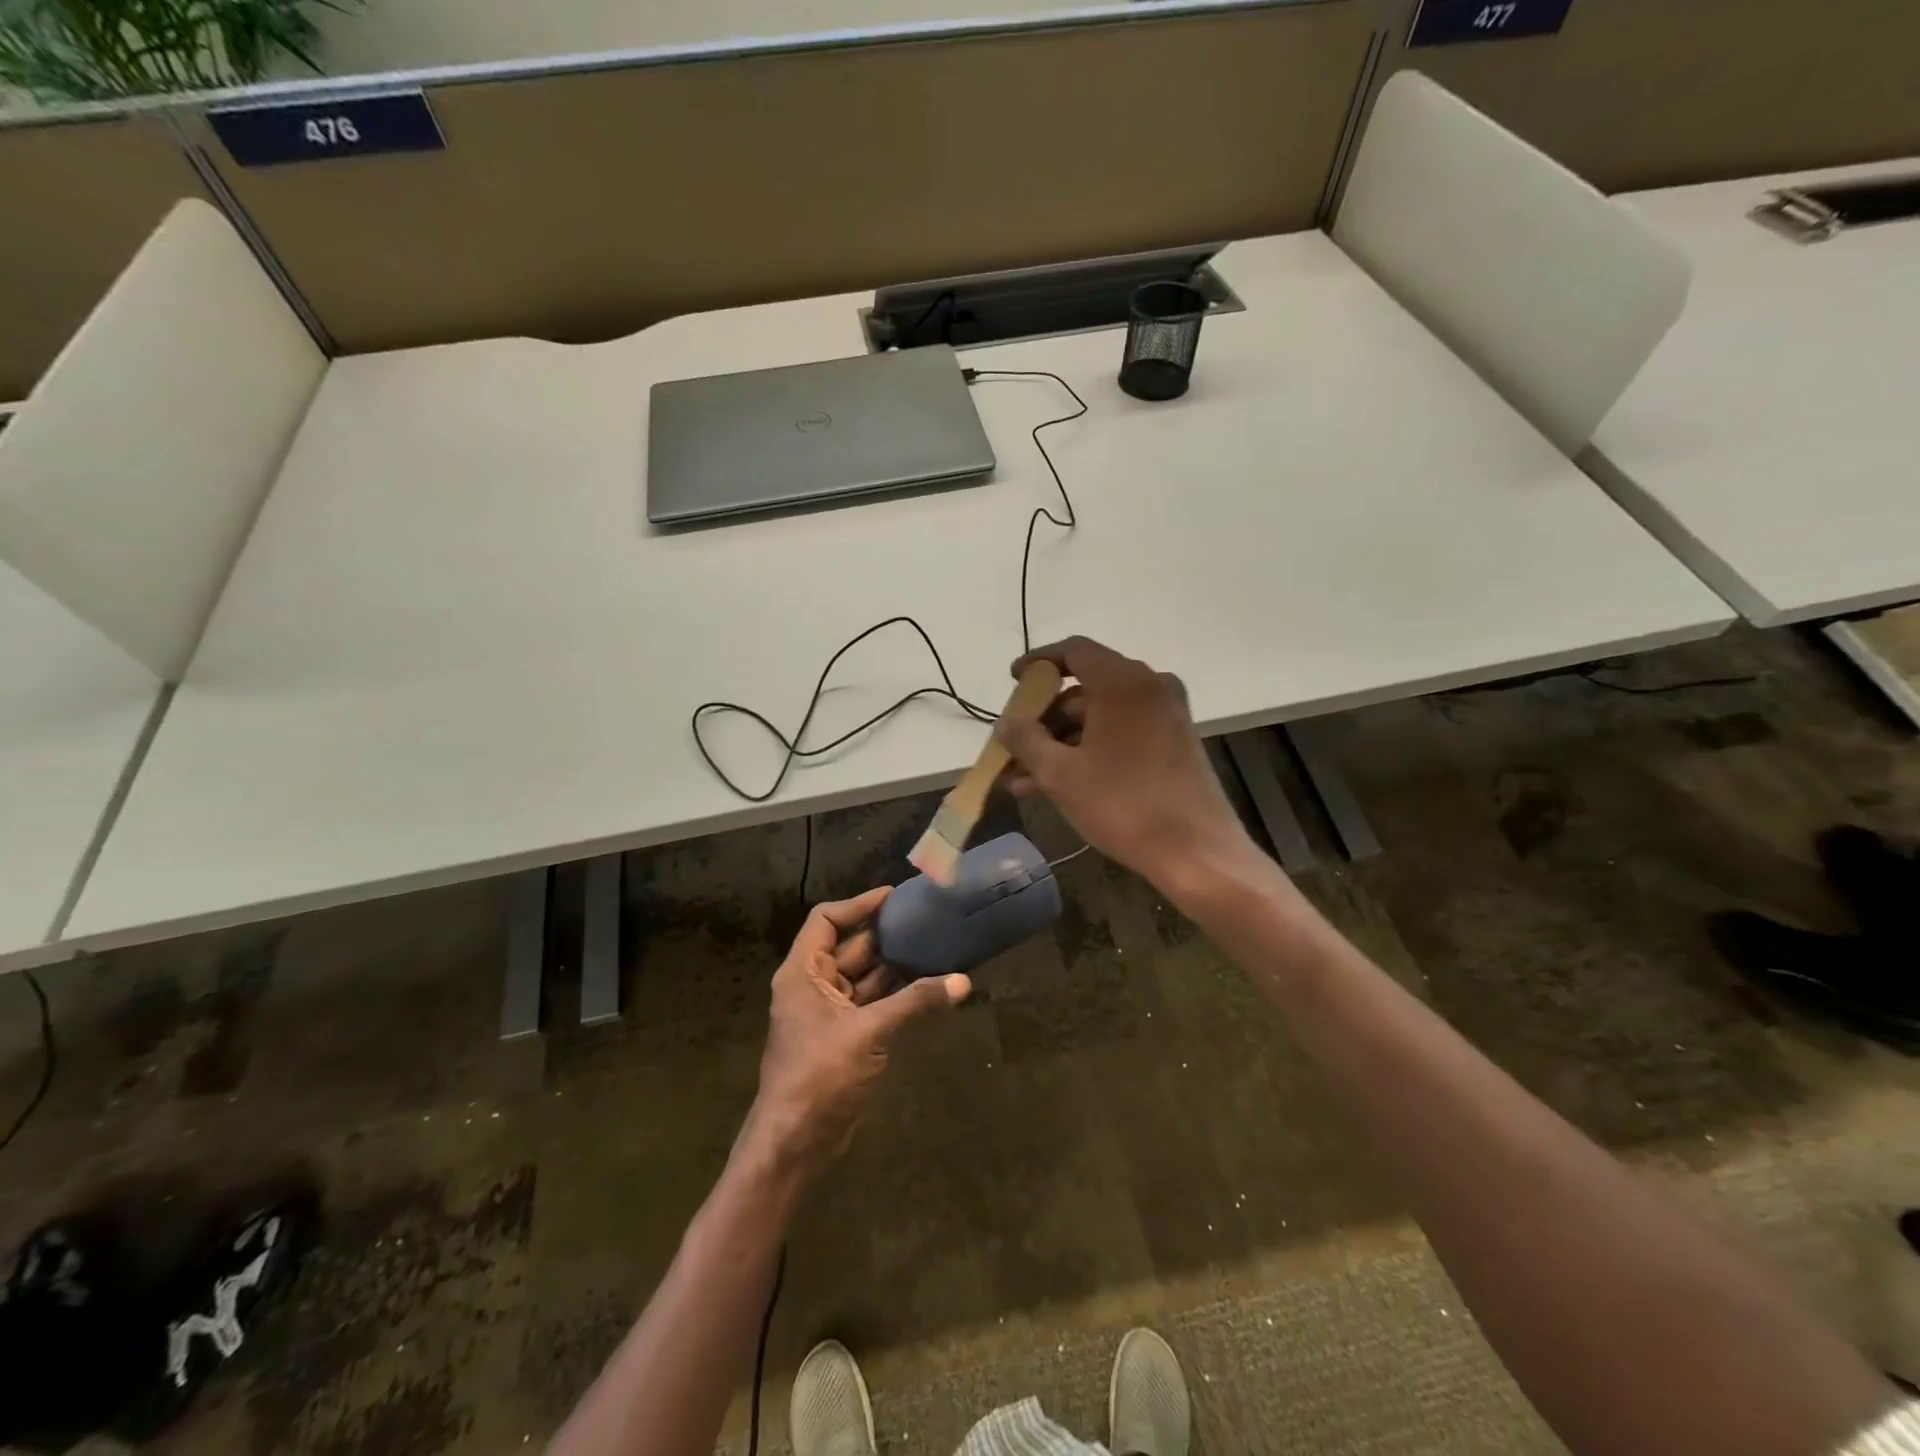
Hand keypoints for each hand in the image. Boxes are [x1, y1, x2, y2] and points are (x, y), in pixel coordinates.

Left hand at [744, 885, 969, 1176]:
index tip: (894, 896)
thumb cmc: (820, 1076)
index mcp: (803, 973)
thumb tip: (962, 981)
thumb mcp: (868, 1032)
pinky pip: (873, 1003)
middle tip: (926, 919)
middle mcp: (813, 986)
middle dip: (886, 934)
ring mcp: (829, 1014)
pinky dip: (897, 995)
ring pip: (865, 977)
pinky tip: (929, 987)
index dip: (858, 905)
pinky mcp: (845, 1038)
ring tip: (935, 947)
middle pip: (850, 947)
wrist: (796, 1143)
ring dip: (896, 965)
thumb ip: (915, 1002)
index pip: (826, 920)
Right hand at [997, 636, 1251, 892]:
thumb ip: (1026, 740)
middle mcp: (1150, 687)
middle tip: (1014, 745)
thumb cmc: (1123, 805)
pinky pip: (1121, 733)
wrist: (1196, 852)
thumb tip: (1006, 723)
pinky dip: (1089, 750)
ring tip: (1023, 779)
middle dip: (1045, 718)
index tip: (1013, 681)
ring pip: (1100, 717)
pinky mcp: (1174, 742)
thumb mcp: (1060, 774)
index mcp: (1124, 682)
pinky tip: (1055, 786)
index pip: (1074, 651)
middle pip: (1085, 687)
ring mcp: (1166, 715)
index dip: (1039, 663)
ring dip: (1061, 743)